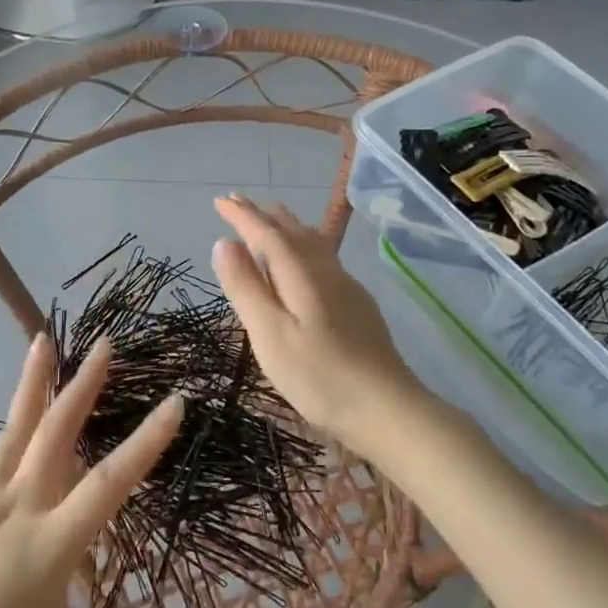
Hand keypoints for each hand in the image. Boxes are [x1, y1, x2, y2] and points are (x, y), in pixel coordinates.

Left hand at [0, 334, 192, 607]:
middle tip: (106, 343)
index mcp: (50, 545)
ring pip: (11, 430)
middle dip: (84, 387)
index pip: (110, 482)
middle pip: (57, 434)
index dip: (147, 441)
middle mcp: (16, 507)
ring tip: (44, 338)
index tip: (175, 400)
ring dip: (31, 383)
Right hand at [211, 194, 425, 450]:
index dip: (242, 216)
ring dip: (287, 226)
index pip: (266, 234)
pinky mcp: (357, 306)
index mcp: (301, 274)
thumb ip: (246, 287)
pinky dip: (304, 246)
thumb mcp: (270, 334)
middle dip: (263, 216)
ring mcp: (346, 287)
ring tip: (274, 214)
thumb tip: (224, 242)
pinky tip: (308, 258)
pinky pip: (323, 258)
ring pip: (313, 243)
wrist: (386, 408)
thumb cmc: (319, 376)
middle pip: (292, 233)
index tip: (220, 199)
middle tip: (238, 201)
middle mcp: (325, 271)